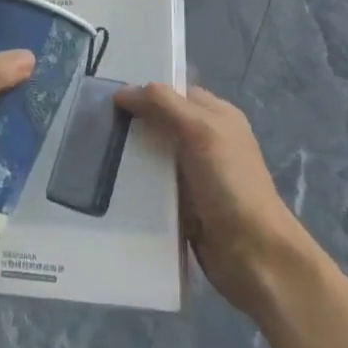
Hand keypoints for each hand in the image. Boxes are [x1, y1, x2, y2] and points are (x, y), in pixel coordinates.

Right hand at [114, 83, 312, 309]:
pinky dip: (136, 186)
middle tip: (94, 127)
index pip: (175, 92)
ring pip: (154, 156)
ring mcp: (196, 175)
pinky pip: (154, 187)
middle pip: (161, 123)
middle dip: (132, 125)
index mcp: (218, 116)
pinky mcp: (184, 205)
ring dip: (130, 157)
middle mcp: (207, 141)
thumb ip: (164, 104)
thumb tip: (122, 92)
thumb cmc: (230, 184)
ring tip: (93, 156)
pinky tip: (111, 185)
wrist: (254, 255)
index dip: (145, 92)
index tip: (109, 99)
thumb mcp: (200, 131)